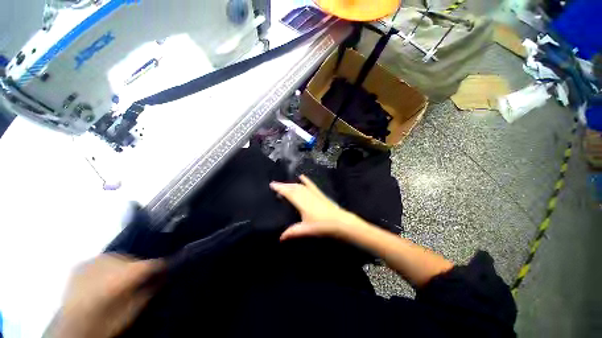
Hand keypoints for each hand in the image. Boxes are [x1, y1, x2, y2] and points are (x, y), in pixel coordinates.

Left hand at [47, 254, 164, 337]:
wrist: (72, 330)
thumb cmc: (105, 323)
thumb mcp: (132, 312)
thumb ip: (150, 291)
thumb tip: (165, 276)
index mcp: (122, 276)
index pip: (151, 263)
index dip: (162, 265)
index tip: (168, 267)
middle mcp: (108, 263)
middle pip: (134, 259)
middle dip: (141, 267)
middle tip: (141, 279)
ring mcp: (92, 262)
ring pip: (119, 257)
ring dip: (125, 266)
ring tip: (122, 279)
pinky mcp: (81, 265)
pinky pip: (103, 260)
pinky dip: (109, 266)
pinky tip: (106, 277)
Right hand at [270, 175, 360, 240]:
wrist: (340, 221)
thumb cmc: (322, 225)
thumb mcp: (306, 229)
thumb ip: (293, 232)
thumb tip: (280, 237)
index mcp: (302, 202)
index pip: (288, 193)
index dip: (280, 188)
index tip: (272, 184)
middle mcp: (306, 195)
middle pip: (293, 187)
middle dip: (284, 185)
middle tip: (275, 184)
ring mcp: (313, 193)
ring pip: (300, 186)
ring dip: (291, 183)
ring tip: (285, 184)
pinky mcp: (319, 194)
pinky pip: (311, 185)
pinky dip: (306, 180)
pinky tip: (302, 176)